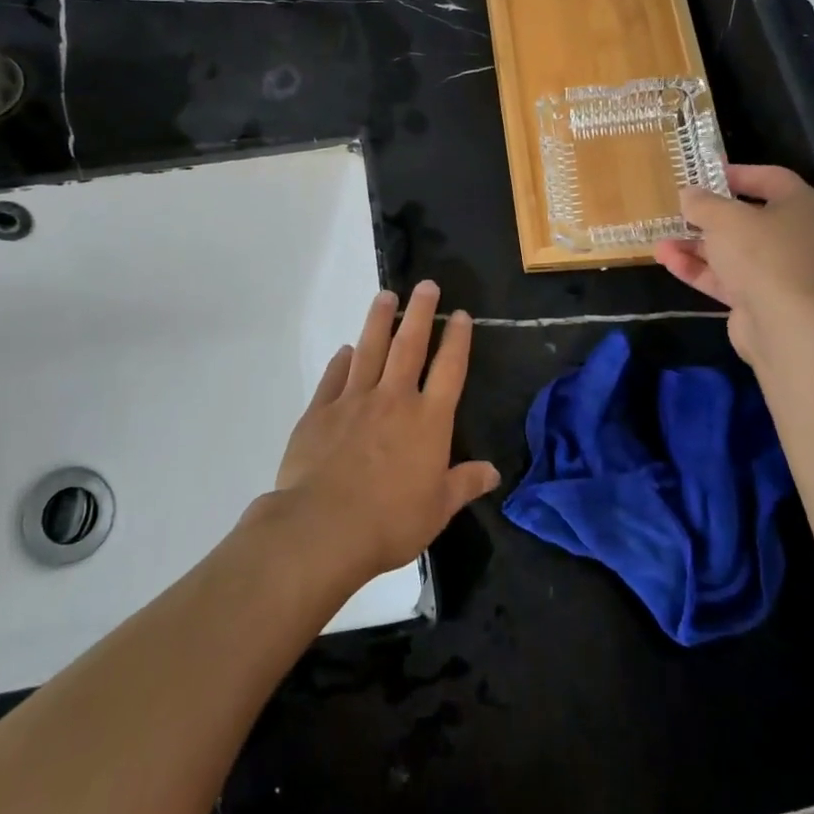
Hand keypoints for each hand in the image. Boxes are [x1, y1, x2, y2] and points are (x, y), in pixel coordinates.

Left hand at [273, 281, 498, 580]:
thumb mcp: (438, 509)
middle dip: (420, 312)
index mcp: (428, 420)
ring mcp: (354, 401)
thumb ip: (464, 484)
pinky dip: (342, 360)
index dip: (457, 339)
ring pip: (370, 349)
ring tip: (386, 296)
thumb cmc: (390, 521)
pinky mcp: (320, 411)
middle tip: (426, 285)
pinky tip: (346, 349)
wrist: (324, 527)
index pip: (449, 369)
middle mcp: (394, 399)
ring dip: (379, 320)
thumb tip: (493, 472)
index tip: (461, 314)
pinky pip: (334, 377)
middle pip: (410, 345)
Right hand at [654, 164, 813, 359]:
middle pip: (748, 218)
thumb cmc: (761, 254)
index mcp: (800, 206)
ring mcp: (779, 270)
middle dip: (709, 216)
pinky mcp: (761, 299)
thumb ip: (702, 203)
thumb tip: (688, 194)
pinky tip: (668, 261)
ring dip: (696, 245)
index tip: (706, 175)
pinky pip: (727, 277)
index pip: (771, 178)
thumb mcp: (724, 218)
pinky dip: (699, 269)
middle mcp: (795, 236)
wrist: (785, 324)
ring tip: (660, 240)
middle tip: (679, 209)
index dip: (738, 173)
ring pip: (733, 251)